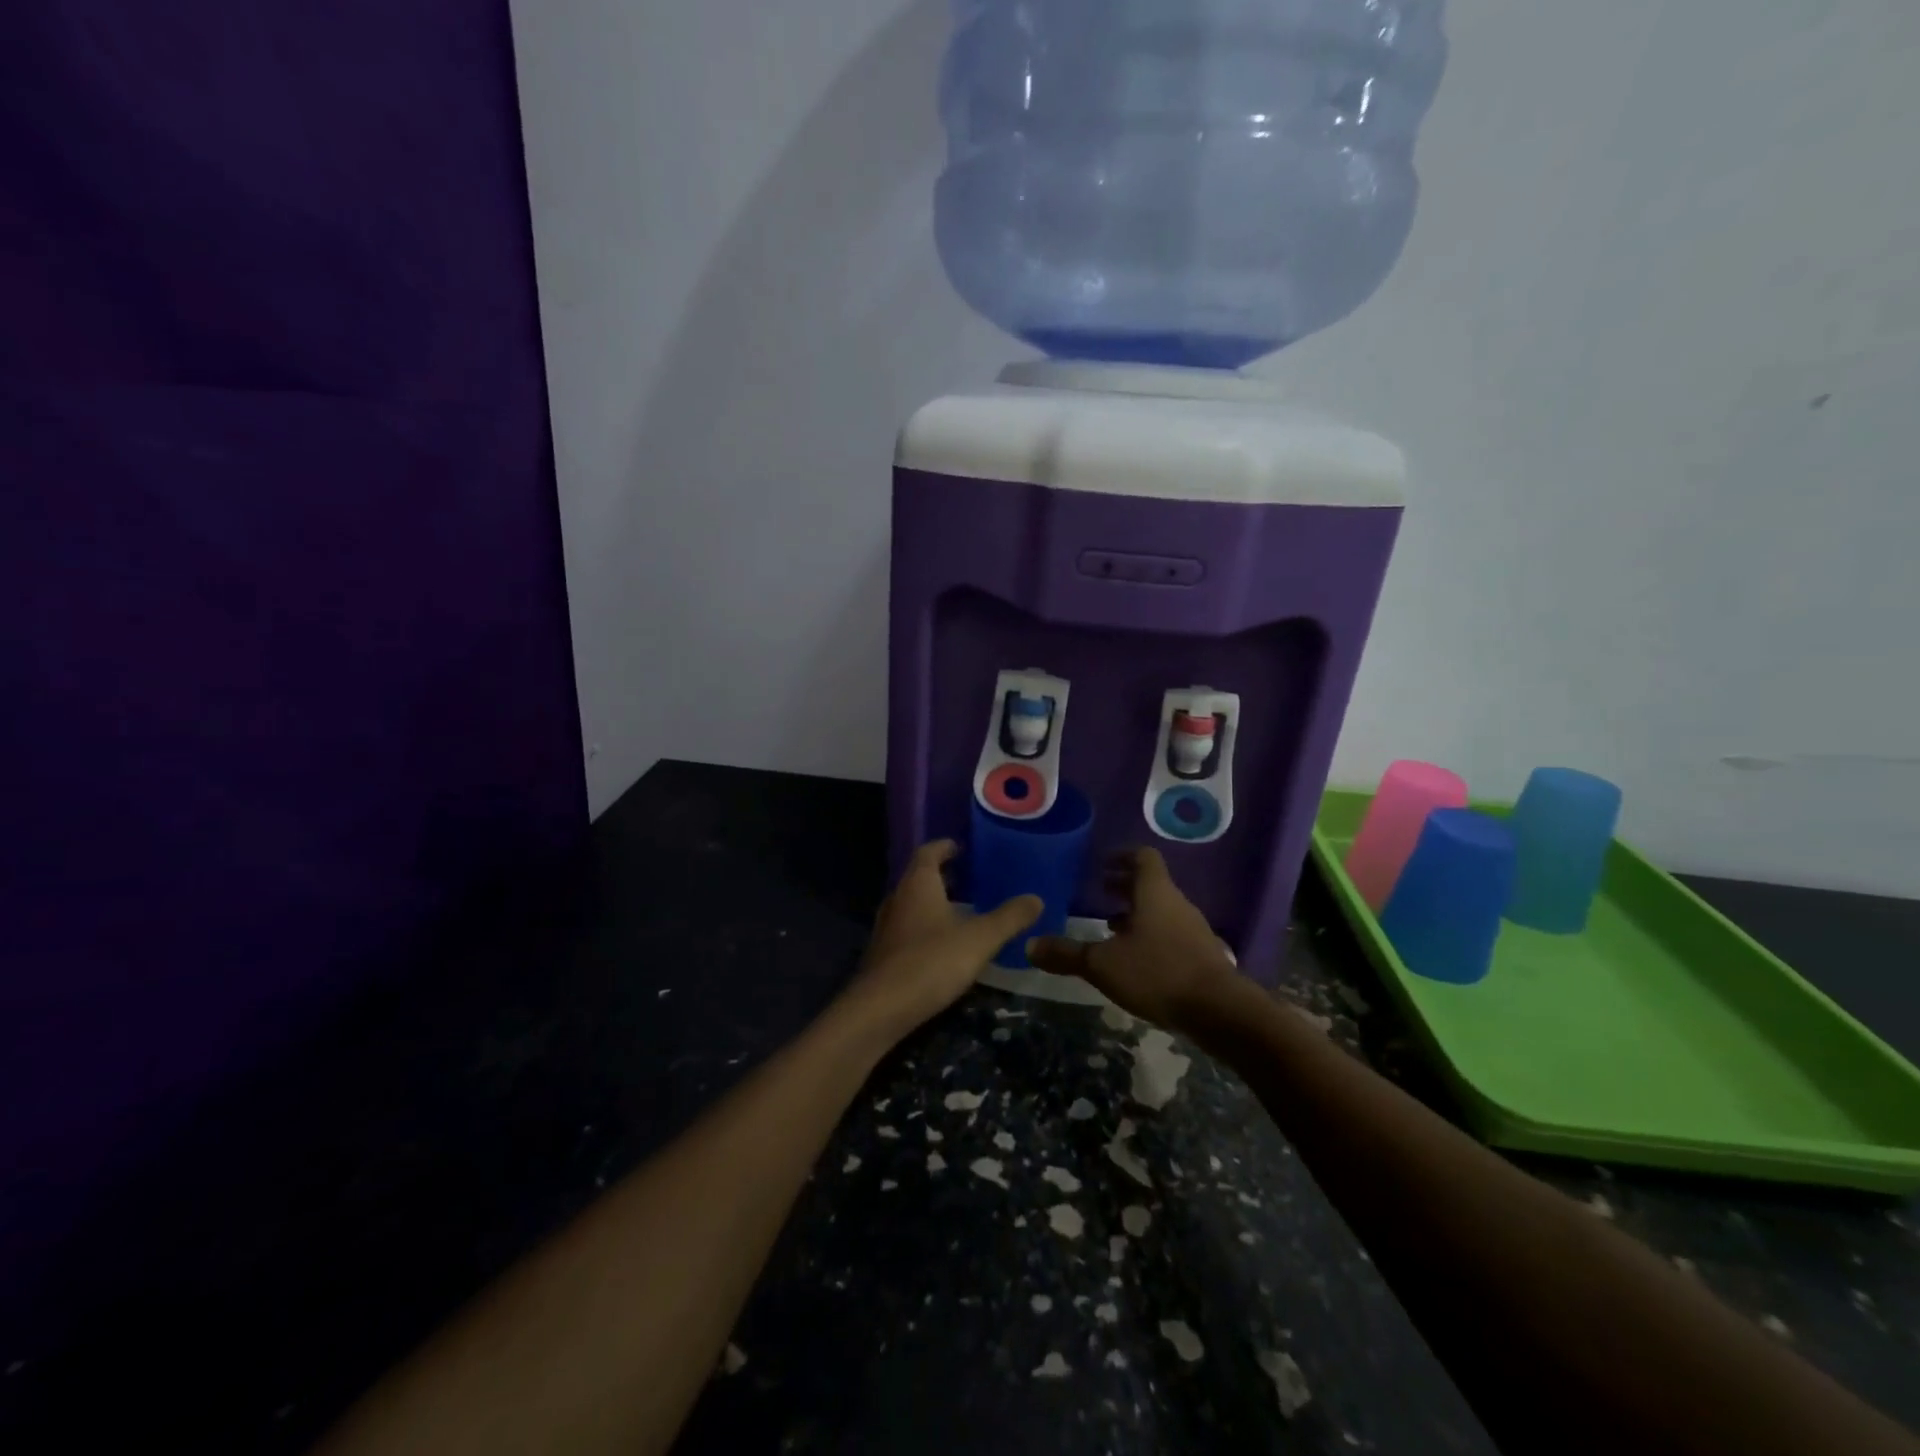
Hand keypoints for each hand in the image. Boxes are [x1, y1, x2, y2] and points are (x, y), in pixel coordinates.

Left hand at [836, 841, 1041, 1044]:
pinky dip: (925, 927)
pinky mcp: (883, 953)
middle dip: (943, 876)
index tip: (962, 848)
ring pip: (912, 904)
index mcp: (918, 884)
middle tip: (970, 879)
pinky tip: (944, 944)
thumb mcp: (980, 939)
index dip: (945, 847)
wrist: (881, 1009)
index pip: (928, 852)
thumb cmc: (931, 961)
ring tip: (961, 910)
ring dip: (934, 902)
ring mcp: (887, 927)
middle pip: (919, 877)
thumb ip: (1009, 918)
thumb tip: (1037, 898)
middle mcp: (898, 898)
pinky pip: (907, 928)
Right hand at [1026, 847, 1239, 1032]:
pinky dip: (1151, 936)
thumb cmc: (1158, 972)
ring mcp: (1192, 929)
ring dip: (1137, 913)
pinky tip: (1136, 960)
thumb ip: (1067, 954)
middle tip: (1100, 893)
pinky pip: (1171, 933)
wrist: (1220, 1010)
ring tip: (1111, 928)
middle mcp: (1176, 903)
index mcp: (1154, 892)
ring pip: (1161, 910)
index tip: (1103, 863)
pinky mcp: (1201, 954)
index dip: (1122, 856)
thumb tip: (1029, 945)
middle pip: (1151, 883)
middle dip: (1125, 886)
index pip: (1142, 857)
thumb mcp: (1103, 964)